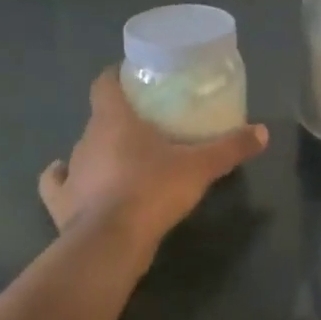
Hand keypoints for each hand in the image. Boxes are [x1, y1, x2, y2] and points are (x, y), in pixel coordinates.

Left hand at [40, 68, 267, 257]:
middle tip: (146, 123)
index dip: (116, 76)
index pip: (105, 83)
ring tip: (122, 156)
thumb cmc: (153, 190)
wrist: (111, 243)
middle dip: (118, 117)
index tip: (133, 76)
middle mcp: (87, 138)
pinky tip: (70, 178)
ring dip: (99, 149)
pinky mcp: (60, 203)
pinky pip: (57, 183)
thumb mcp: (200, 167)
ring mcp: (71, 171)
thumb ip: (230, 147)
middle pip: (99, 116)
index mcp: (114, 119)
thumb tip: (263, 132)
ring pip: (83, 149)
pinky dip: (63, 179)